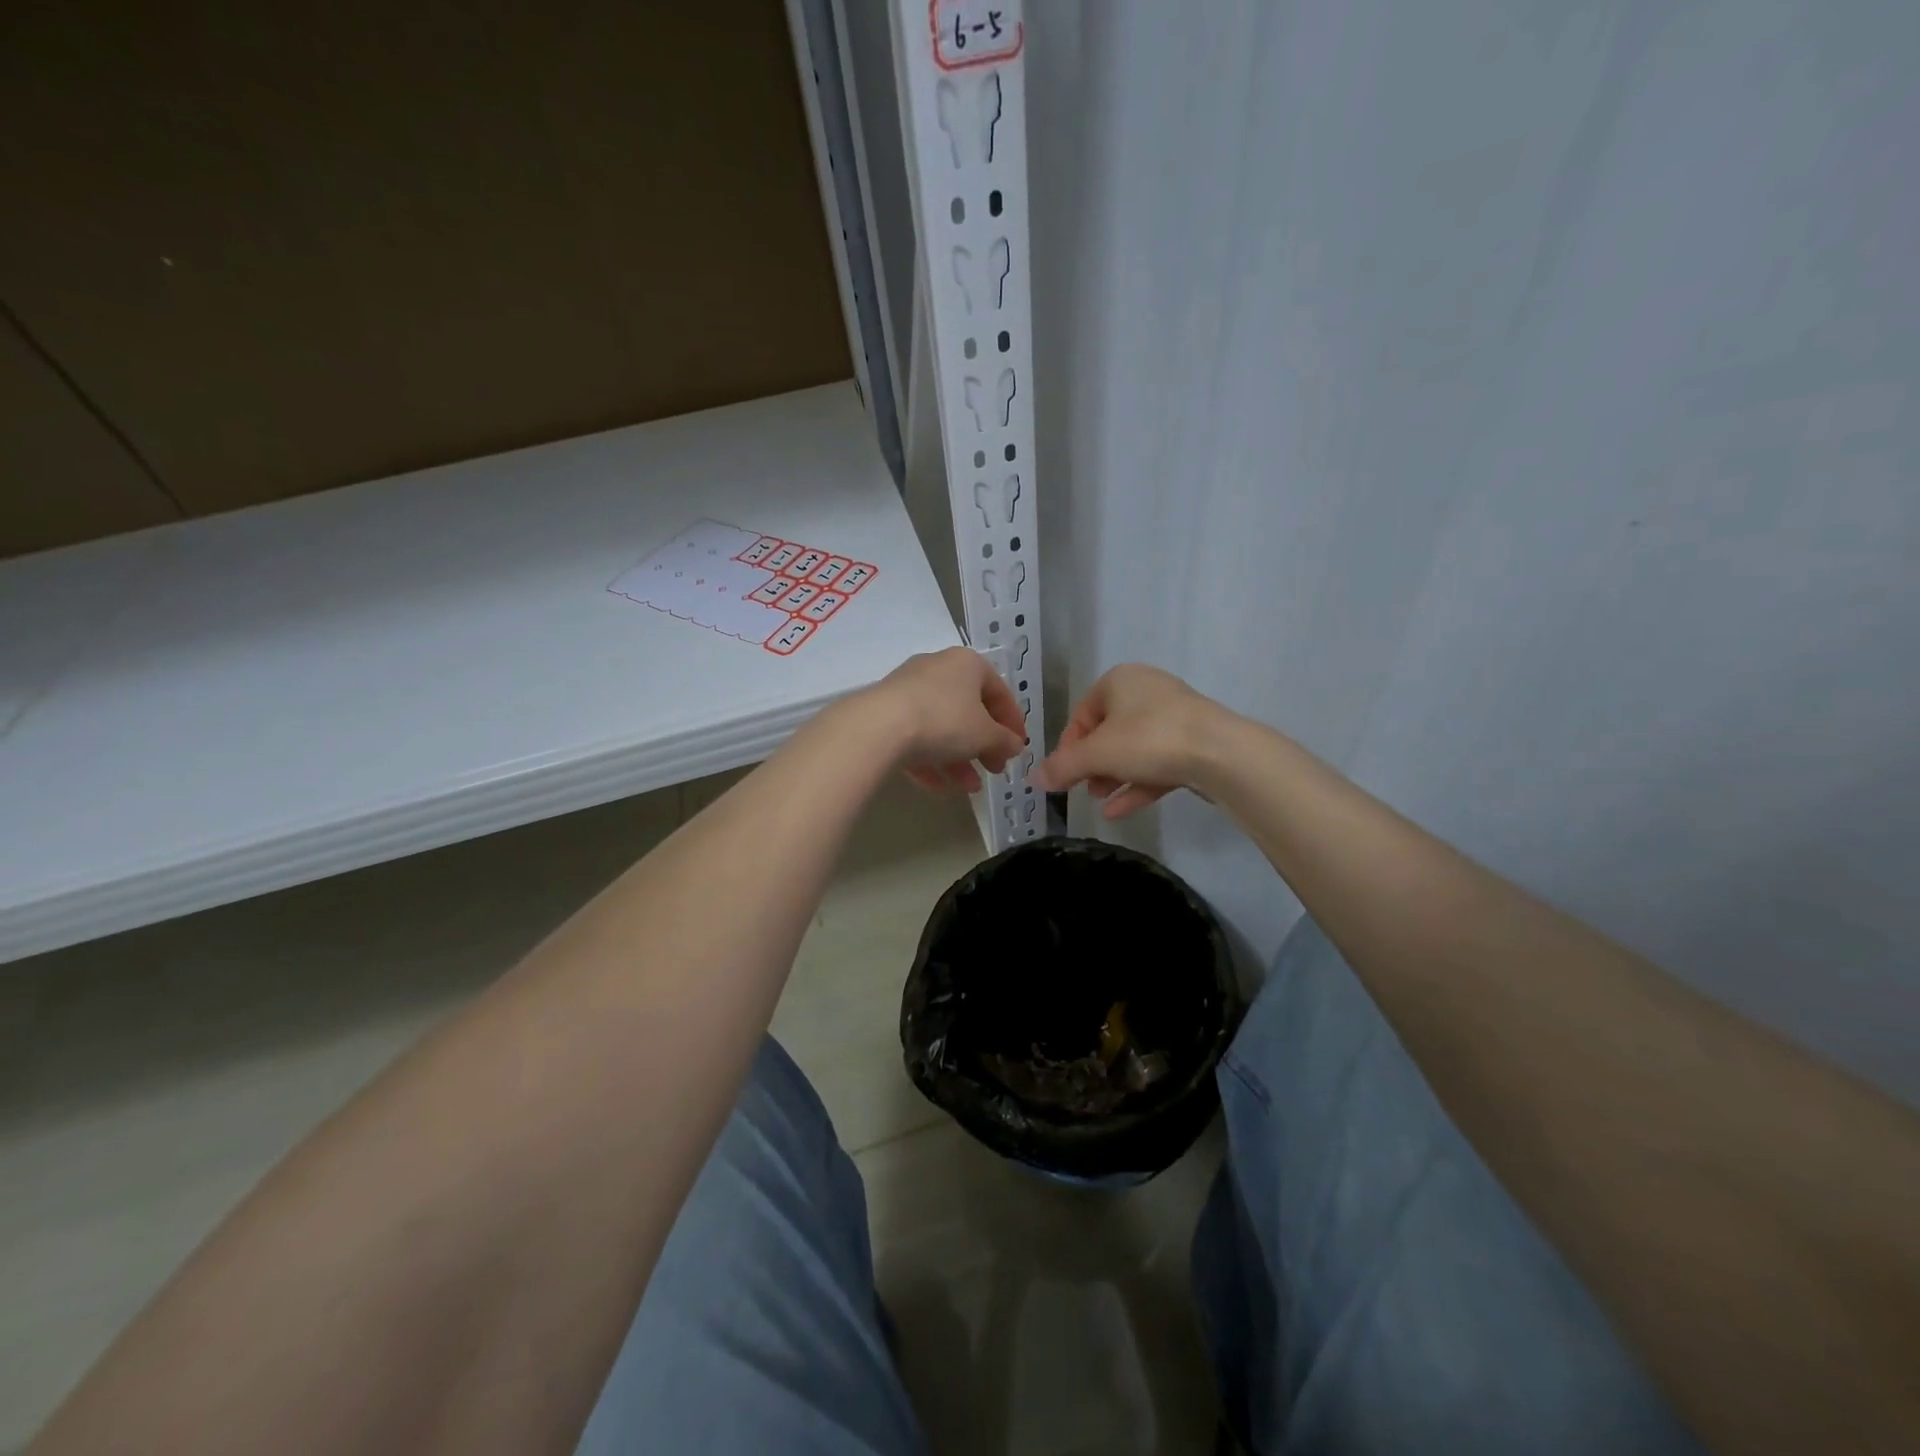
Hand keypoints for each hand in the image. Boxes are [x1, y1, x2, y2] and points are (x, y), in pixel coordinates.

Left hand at [861, 647, 1027, 794]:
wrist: (879, 726)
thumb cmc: (945, 721)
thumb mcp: (985, 735)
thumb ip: (1004, 741)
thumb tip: (1014, 745)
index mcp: (967, 664)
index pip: (999, 691)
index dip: (1013, 722)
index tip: (1018, 748)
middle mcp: (937, 670)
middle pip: (968, 710)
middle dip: (984, 745)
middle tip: (995, 769)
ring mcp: (907, 690)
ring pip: (941, 727)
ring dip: (959, 759)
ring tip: (969, 788)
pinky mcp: (885, 713)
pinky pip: (915, 737)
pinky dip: (930, 761)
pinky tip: (939, 788)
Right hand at [1035, 664, 1226, 817]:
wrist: (1221, 753)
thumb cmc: (1148, 739)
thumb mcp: (1096, 754)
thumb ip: (1063, 766)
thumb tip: (1035, 779)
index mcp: (1119, 681)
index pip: (1081, 714)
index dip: (1068, 748)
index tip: (1063, 776)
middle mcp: (1146, 691)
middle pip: (1107, 732)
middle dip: (1092, 765)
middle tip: (1082, 789)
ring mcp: (1174, 717)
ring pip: (1133, 749)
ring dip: (1112, 776)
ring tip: (1099, 800)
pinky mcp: (1194, 742)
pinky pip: (1156, 763)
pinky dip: (1137, 784)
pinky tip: (1119, 811)